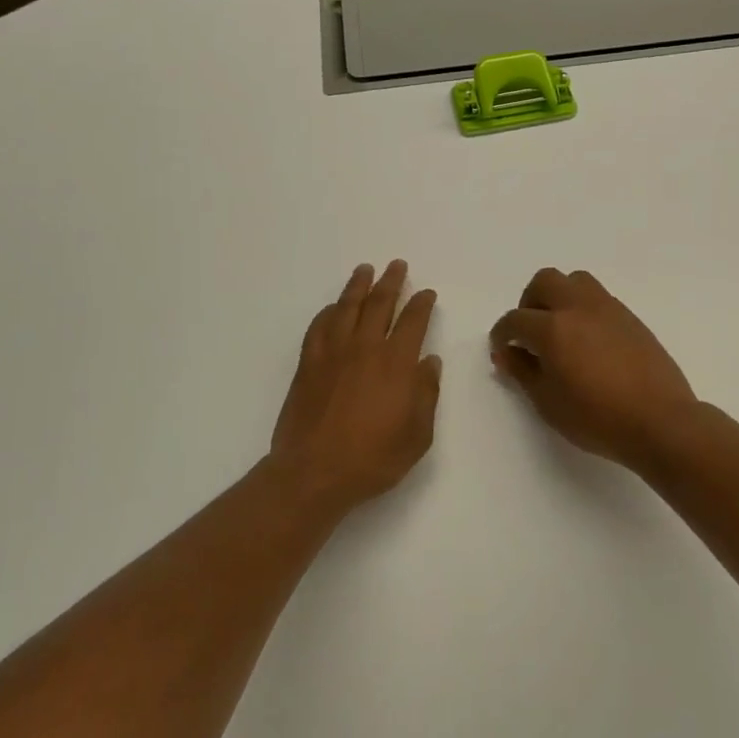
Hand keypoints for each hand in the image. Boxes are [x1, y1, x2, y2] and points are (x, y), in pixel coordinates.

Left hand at [271, 261, 441, 512]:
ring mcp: (332, 353)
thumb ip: (426, 394)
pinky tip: (333, 308)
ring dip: (358, 286)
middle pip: (379, 304)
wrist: (314, 472)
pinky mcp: (308, 364)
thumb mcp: (417, 435)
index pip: (413, 321)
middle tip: (397, 265)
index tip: (427, 293)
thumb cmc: (373, 459)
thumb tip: (429, 362)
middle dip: (391, 282)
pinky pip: (318, 327)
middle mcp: (364, 348)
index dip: (422, 304)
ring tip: (365, 270)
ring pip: (346, 307)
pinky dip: (328, 312)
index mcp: (396, 363)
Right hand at [490, 268, 697, 472]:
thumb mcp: (548, 402)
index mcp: (553, 328)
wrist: (660, 421)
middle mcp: (578, 307)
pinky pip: (599, 298)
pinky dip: (584, 309)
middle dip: (529, 303)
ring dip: (559, 297)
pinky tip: (588, 341)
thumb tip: (507, 352)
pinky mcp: (630, 317)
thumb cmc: (597, 418)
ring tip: (560, 330)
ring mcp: (608, 308)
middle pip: (544, 282)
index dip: (502, 333)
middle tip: (530, 333)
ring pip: (575, 281)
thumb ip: (522, 371)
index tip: (502, 349)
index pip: (515, 319)